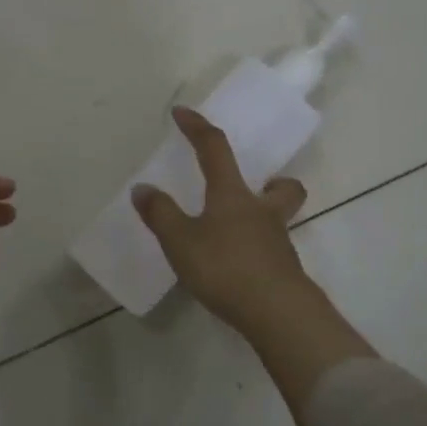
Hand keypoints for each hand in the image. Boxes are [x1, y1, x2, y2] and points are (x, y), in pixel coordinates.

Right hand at [132, 107, 315, 333]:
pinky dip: (257, 251)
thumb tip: (143, 188)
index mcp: (232, 195)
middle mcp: (261, 211)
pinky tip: (238, 268)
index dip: (198, 128)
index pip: (215, 149)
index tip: (183, 113)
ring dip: (264, 216)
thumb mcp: (181, 241)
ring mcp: (278, 242)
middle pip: (282, 186)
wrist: (277, 312)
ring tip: (237, 233)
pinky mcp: (284, 271)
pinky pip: (273, 250)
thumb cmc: (226, 267)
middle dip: (272, 181)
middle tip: (256, 187)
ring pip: (280, 218)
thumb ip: (161, 214)